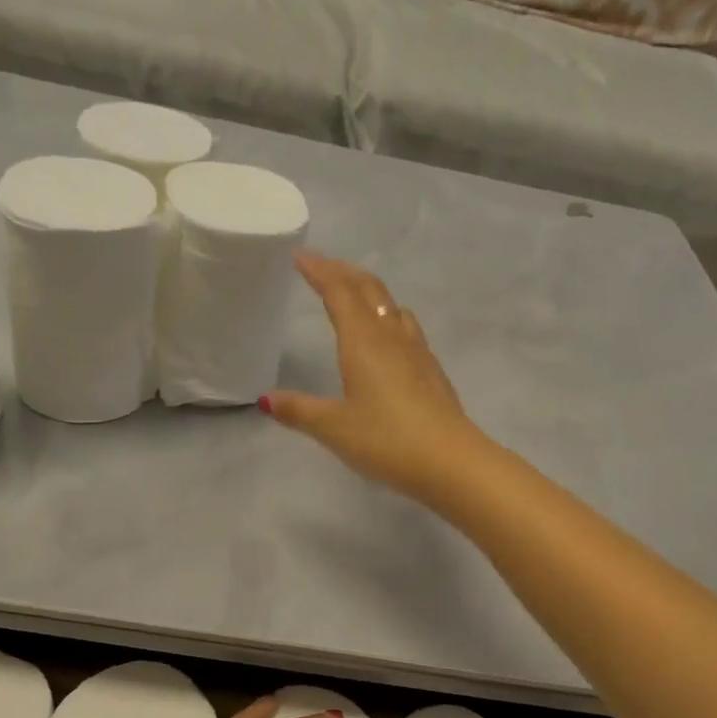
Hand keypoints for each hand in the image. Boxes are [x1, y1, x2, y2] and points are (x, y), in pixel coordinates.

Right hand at [263, 253, 486, 501]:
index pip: (338, 292)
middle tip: (322, 267)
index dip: (318, 271)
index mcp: (363, 342)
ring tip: (353, 294)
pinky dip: (388, 315)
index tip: (300, 256)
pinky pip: (406, 327)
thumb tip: (266, 399)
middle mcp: (391, 337)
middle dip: (343, 272)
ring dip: (369, 291)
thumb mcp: (333, 428)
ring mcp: (417, 351)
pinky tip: (388, 336)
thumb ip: (299, 410)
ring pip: (391, 305)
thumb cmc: (386, 440)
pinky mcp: (432, 370)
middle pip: (368, 289)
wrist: (450, 461)